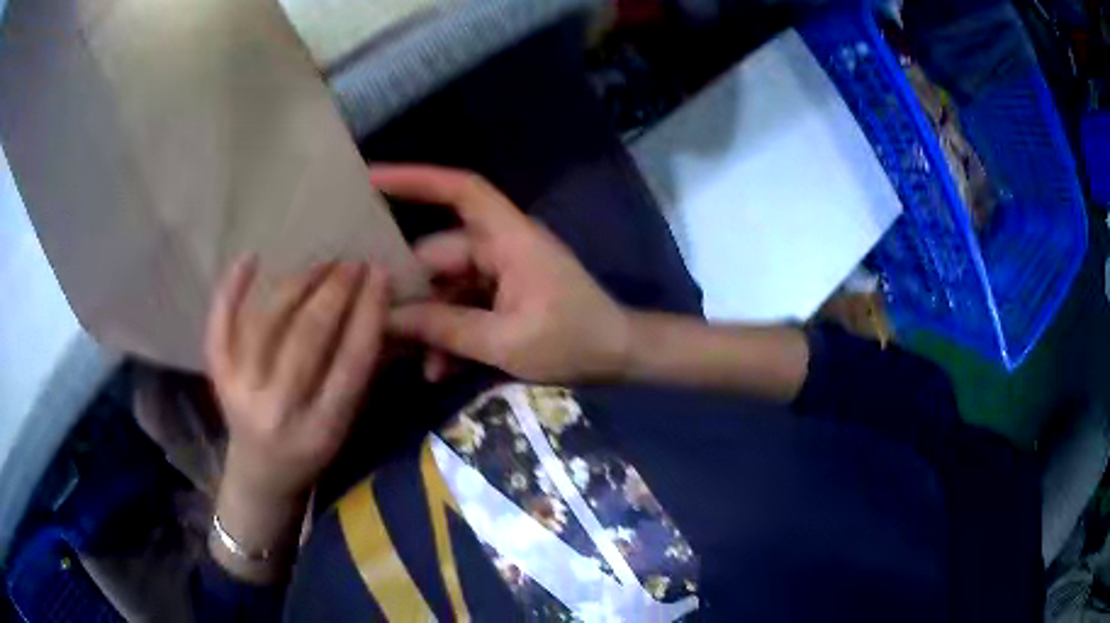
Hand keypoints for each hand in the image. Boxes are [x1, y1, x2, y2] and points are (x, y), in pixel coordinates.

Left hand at [204, 257, 387, 575]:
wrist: (261, 474)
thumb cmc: (312, 451)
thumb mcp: (346, 424)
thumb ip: (364, 374)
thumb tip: (383, 311)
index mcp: (322, 429)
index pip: (351, 362)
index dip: (368, 313)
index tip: (380, 274)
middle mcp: (279, 411)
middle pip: (307, 337)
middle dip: (335, 291)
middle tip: (353, 263)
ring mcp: (241, 392)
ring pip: (267, 324)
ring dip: (296, 285)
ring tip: (320, 264)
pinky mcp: (218, 378)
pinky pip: (220, 328)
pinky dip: (230, 291)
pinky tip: (250, 258)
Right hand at [372, 165, 630, 383]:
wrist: (618, 357)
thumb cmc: (574, 341)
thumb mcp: (506, 341)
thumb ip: (446, 328)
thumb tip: (388, 319)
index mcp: (508, 238)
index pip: (461, 191)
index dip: (417, 179)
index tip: (372, 180)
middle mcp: (499, 247)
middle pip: (437, 256)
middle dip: (407, 291)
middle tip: (370, 320)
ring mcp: (500, 273)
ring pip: (446, 288)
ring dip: (427, 324)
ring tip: (399, 357)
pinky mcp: (502, 297)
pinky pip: (463, 307)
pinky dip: (448, 334)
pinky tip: (435, 370)